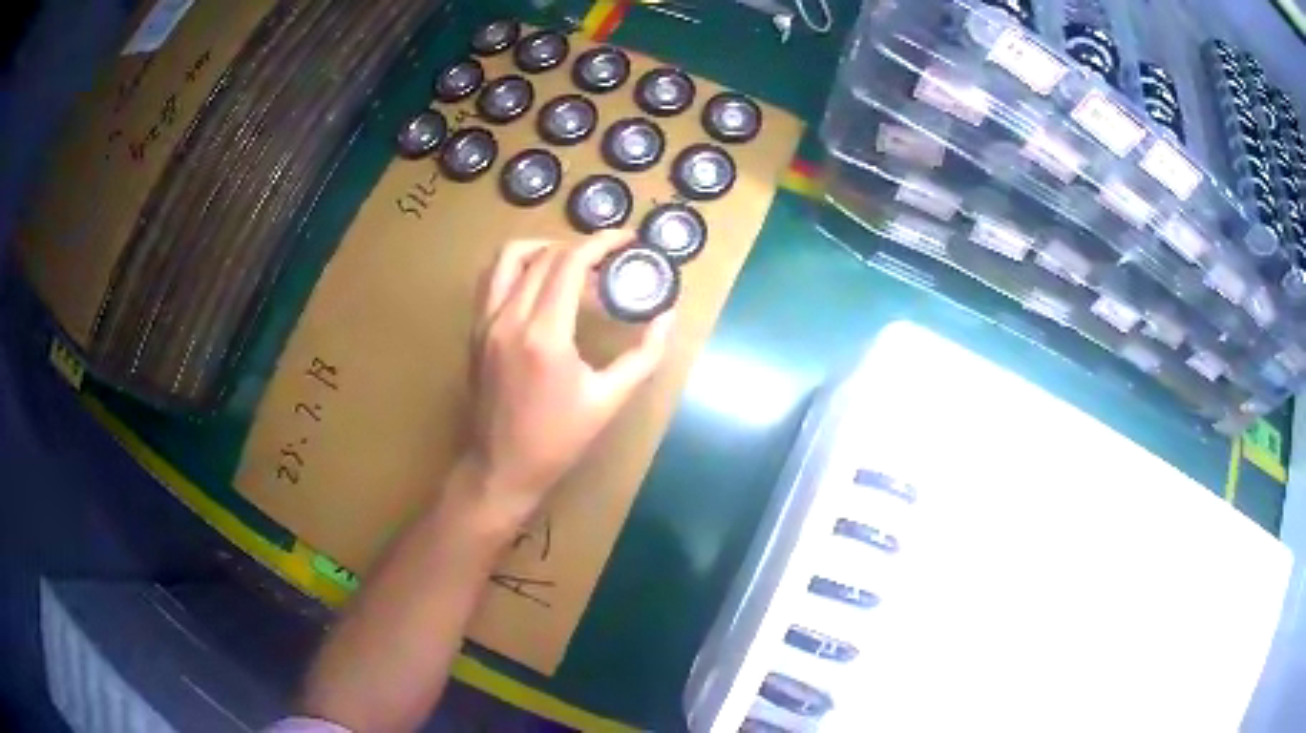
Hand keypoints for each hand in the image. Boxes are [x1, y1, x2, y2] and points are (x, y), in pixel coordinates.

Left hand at [453, 231, 672, 537]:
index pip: (570, 263)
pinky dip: (519, 267)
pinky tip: (541, 286)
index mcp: (544, 335)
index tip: (627, 240)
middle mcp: (509, 318)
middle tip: (610, 266)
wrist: (501, 467)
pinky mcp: (475, 330)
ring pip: (509, 257)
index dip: (602, 243)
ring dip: (544, 249)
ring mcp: (485, 322)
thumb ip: (644, 354)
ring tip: (572, 266)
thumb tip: (668, 316)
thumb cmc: (559, 440)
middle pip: (545, 256)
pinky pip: (492, 279)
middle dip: (582, 250)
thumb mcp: (610, 399)